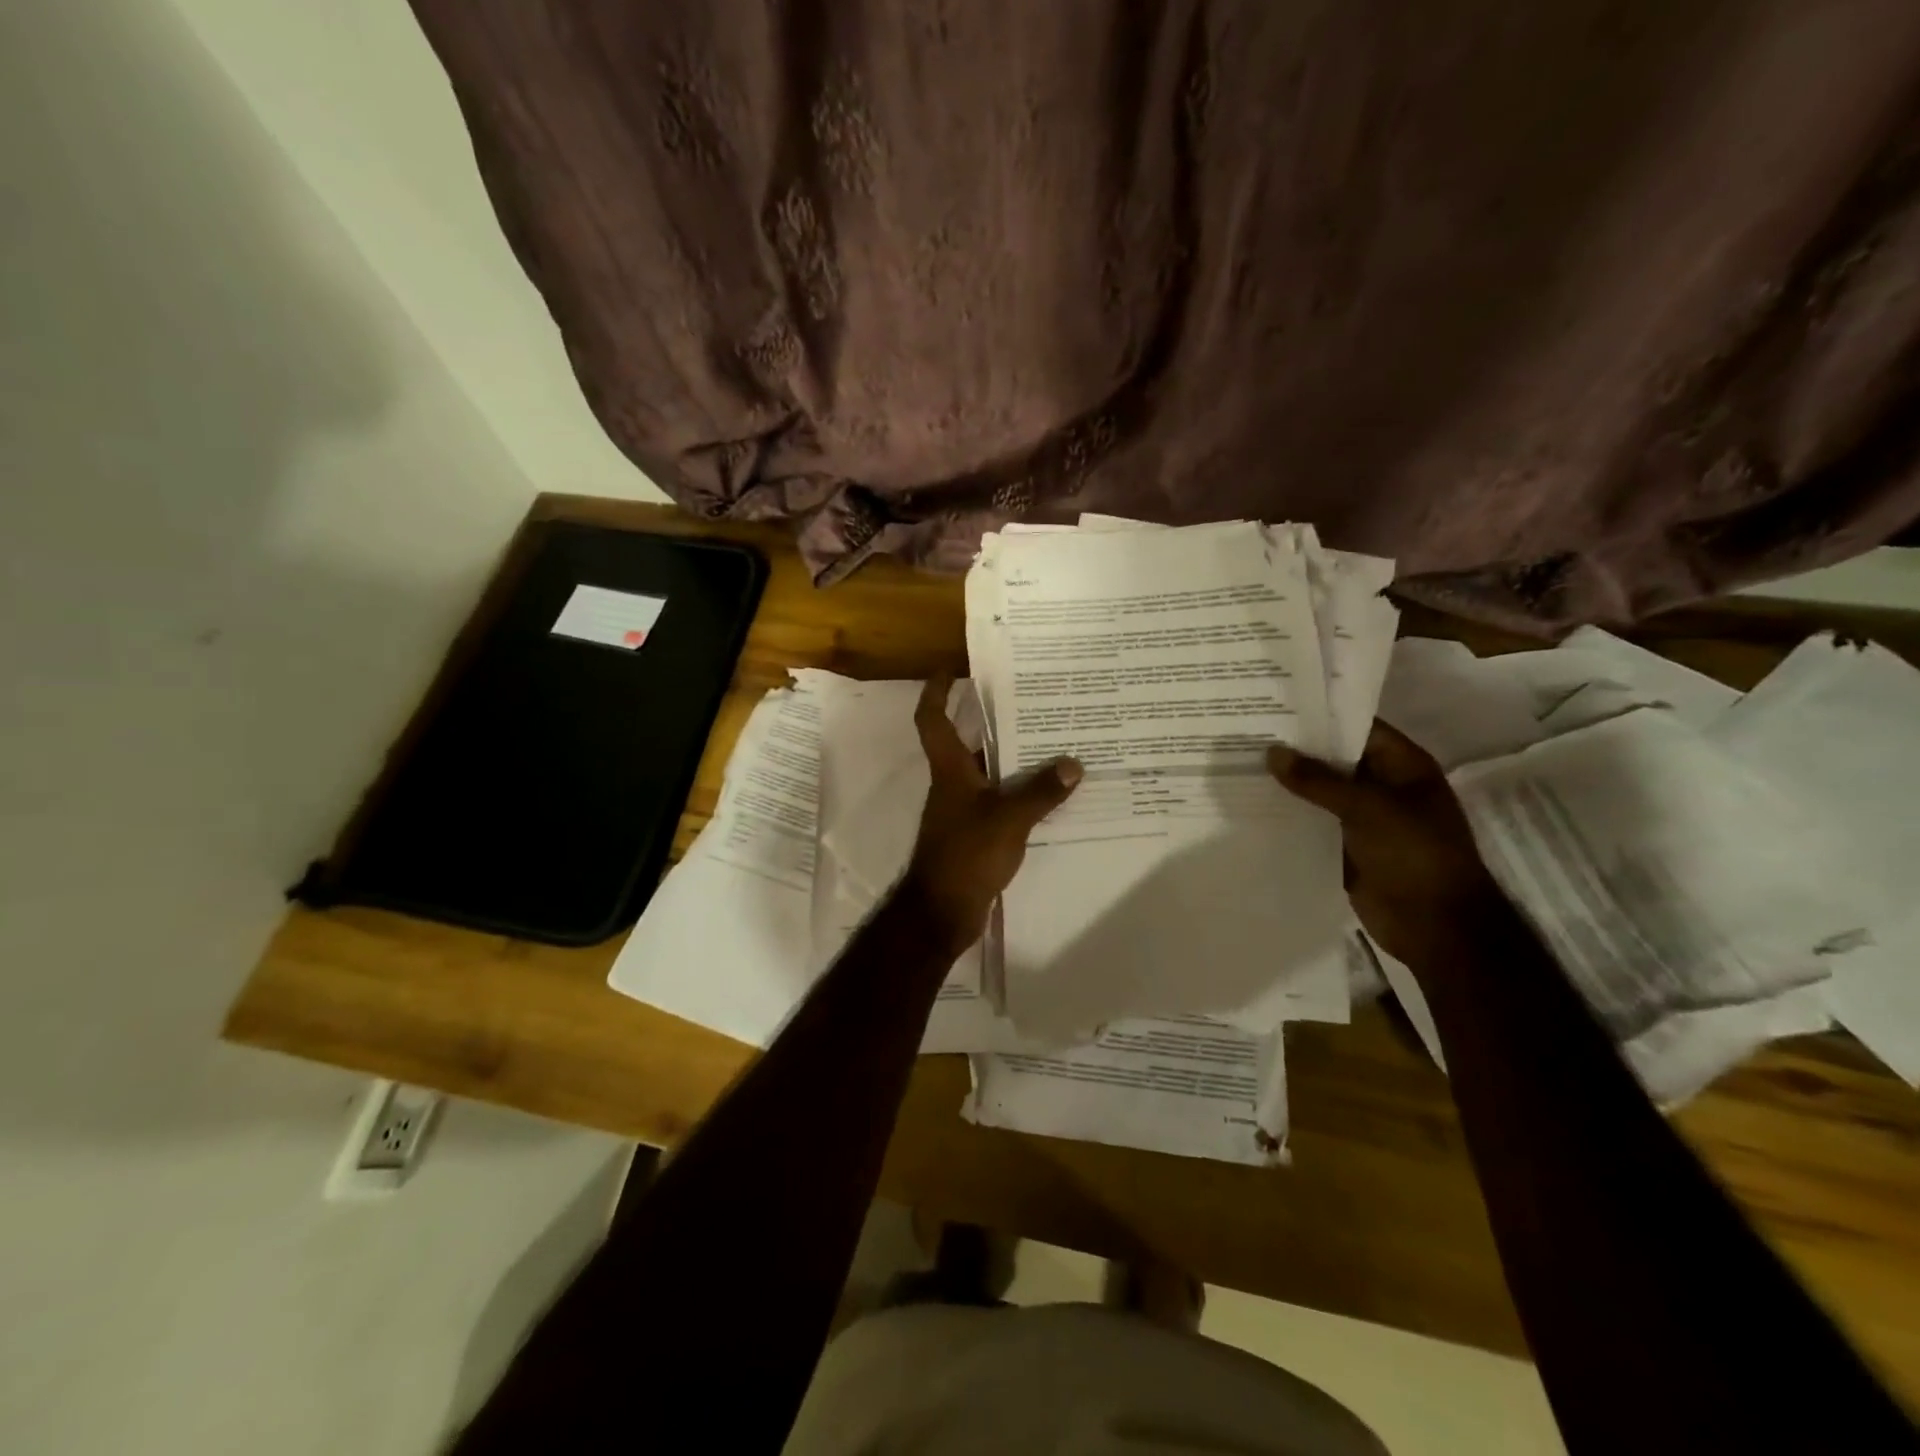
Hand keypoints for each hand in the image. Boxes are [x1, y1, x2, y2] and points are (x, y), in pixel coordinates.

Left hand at [901, 675, 1081, 949]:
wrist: (942, 911)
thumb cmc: (966, 855)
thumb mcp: (1008, 820)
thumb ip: (1040, 792)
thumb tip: (1073, 764)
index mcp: (950, 770)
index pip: (932, 720)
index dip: (936, 692)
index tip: (950, 670)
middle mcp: (952, 784)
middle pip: (968, 743)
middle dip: (993, 722)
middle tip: (1030, 703)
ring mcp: (962, 811)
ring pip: (988, 773)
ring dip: (1013, 760)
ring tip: (1053, 744)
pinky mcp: (974, 835)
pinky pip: (999, 802)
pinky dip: (1019, 794)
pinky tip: (1050, 796)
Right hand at [1268, 722, 1502, 968]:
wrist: (1435, 926)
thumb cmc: (1414, 855)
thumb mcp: (1368, 808)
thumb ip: (1318, 780)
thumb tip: (1272, 752)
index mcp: (1402, 766)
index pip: (1357, 726)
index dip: (1320, 714)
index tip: (1274, 702)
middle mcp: (1382, 786)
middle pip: (1333, 758)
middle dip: (1295, 748)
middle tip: (1244, 730)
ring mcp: (1363, 818)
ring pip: (1319, 792)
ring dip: (1287, 783)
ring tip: (1237, 762)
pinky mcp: (1345, 846)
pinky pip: (1312, 823)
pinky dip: (1287, 815)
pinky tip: (1250, 804)